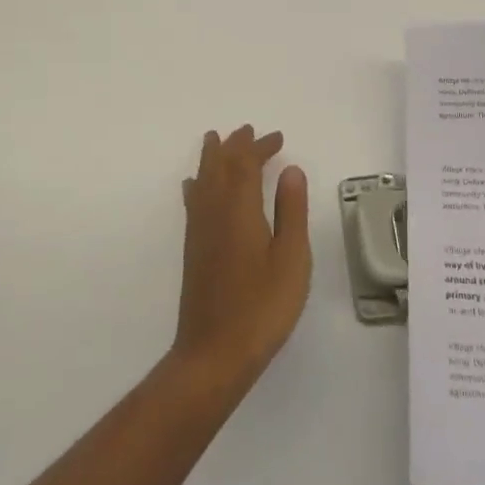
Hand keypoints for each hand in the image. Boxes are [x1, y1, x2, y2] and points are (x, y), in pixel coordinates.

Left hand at [172, 126, 311, 389]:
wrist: (214, 353)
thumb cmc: (262, 307)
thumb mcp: (291, 259)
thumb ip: (291, 211)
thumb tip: (291, 169)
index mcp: (240, 208)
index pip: (246, 163)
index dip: (260, 146)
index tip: (277, 138)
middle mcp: (214, 210)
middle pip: (221, 165)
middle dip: (235, 145)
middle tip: (249, 131)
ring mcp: (199, 230)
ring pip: (203, 179)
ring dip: (213, 157)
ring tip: (216, 140)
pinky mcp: (193, 248)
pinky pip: (193, 200)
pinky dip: (197, 183)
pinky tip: (194, 185)